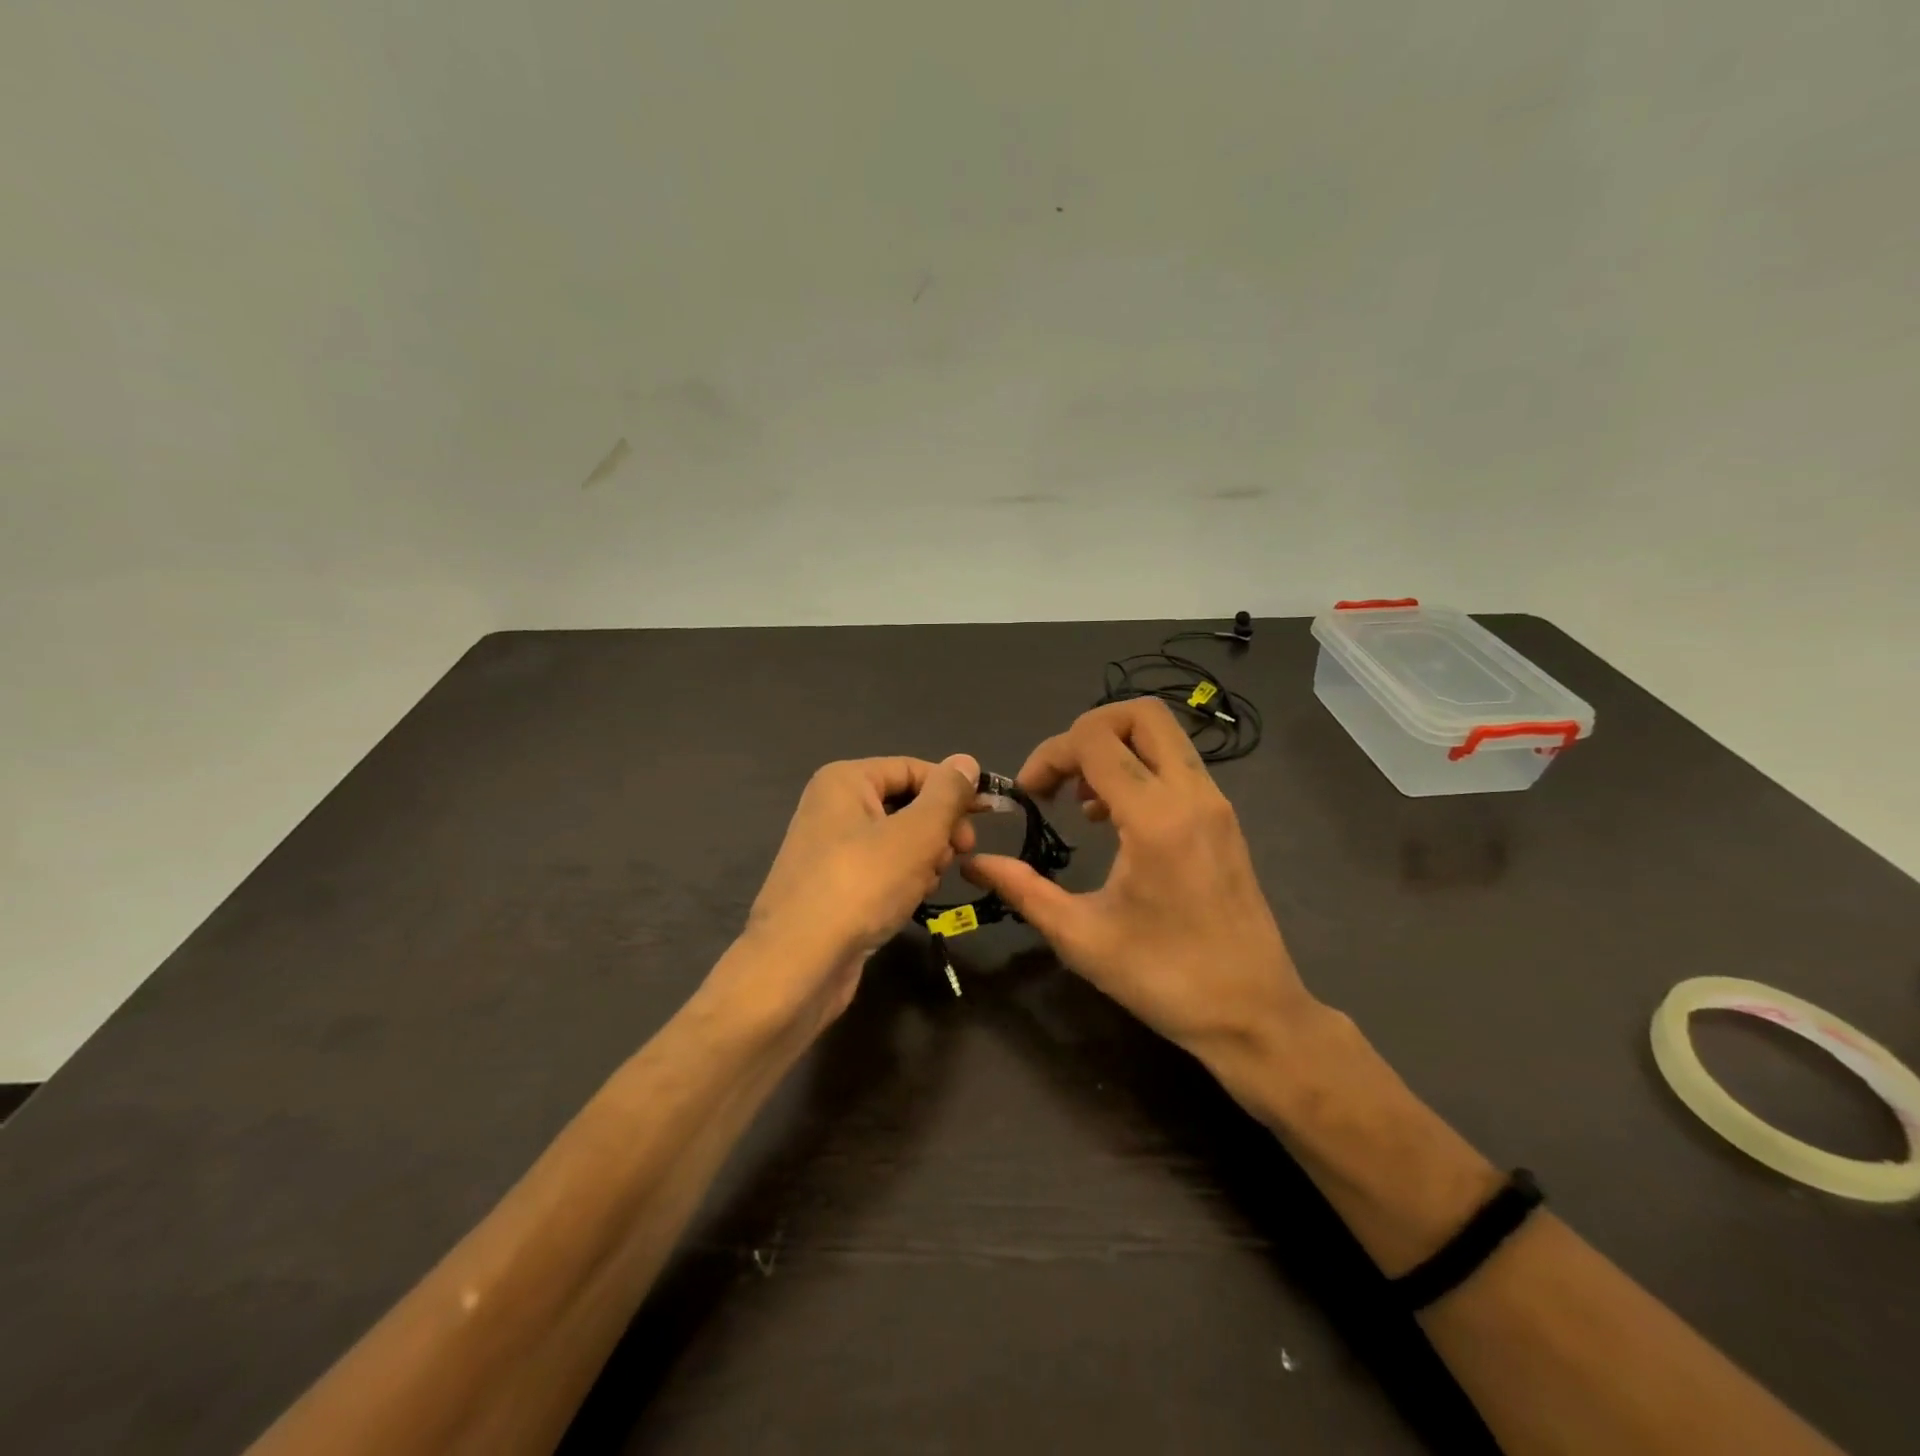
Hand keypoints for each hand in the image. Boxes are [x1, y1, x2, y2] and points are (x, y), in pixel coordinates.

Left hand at [724, 754, 979, 1034]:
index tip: (988, 817)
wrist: (798, 965)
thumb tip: (966, 761)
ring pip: (898, 840)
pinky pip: (881, 869)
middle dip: (938, 829)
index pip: (914, 769)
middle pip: (907, 803)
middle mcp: (833, 806)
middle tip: (960, 855)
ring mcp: (831, 848)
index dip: (954, 790)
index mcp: (846, 780)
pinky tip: (909, 901)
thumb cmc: (861, 886)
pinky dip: (902, 880)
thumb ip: (947, 794)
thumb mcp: (916, 834)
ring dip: (924, 859)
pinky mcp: (834, 885)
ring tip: (925, 884)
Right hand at [965, 702, 1316, 1093]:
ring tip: (1082, 800)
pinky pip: (1177, 764)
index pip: (1095, 739)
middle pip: (1141, 713)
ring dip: (1115, 748)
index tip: (1029, 794)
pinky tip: (1115, 818)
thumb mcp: (1081, 938)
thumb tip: (975, 863)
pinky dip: (1139, 768)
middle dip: (1088, 729)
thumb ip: (1023, 890)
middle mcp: (1192, 795)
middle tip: (1059, 776)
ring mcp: (1215, 803)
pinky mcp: (1224, 818)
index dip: (1050, 754)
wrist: (1254, 1014)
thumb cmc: (1165, 979)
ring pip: (1163, 735)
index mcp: (1156, 818)